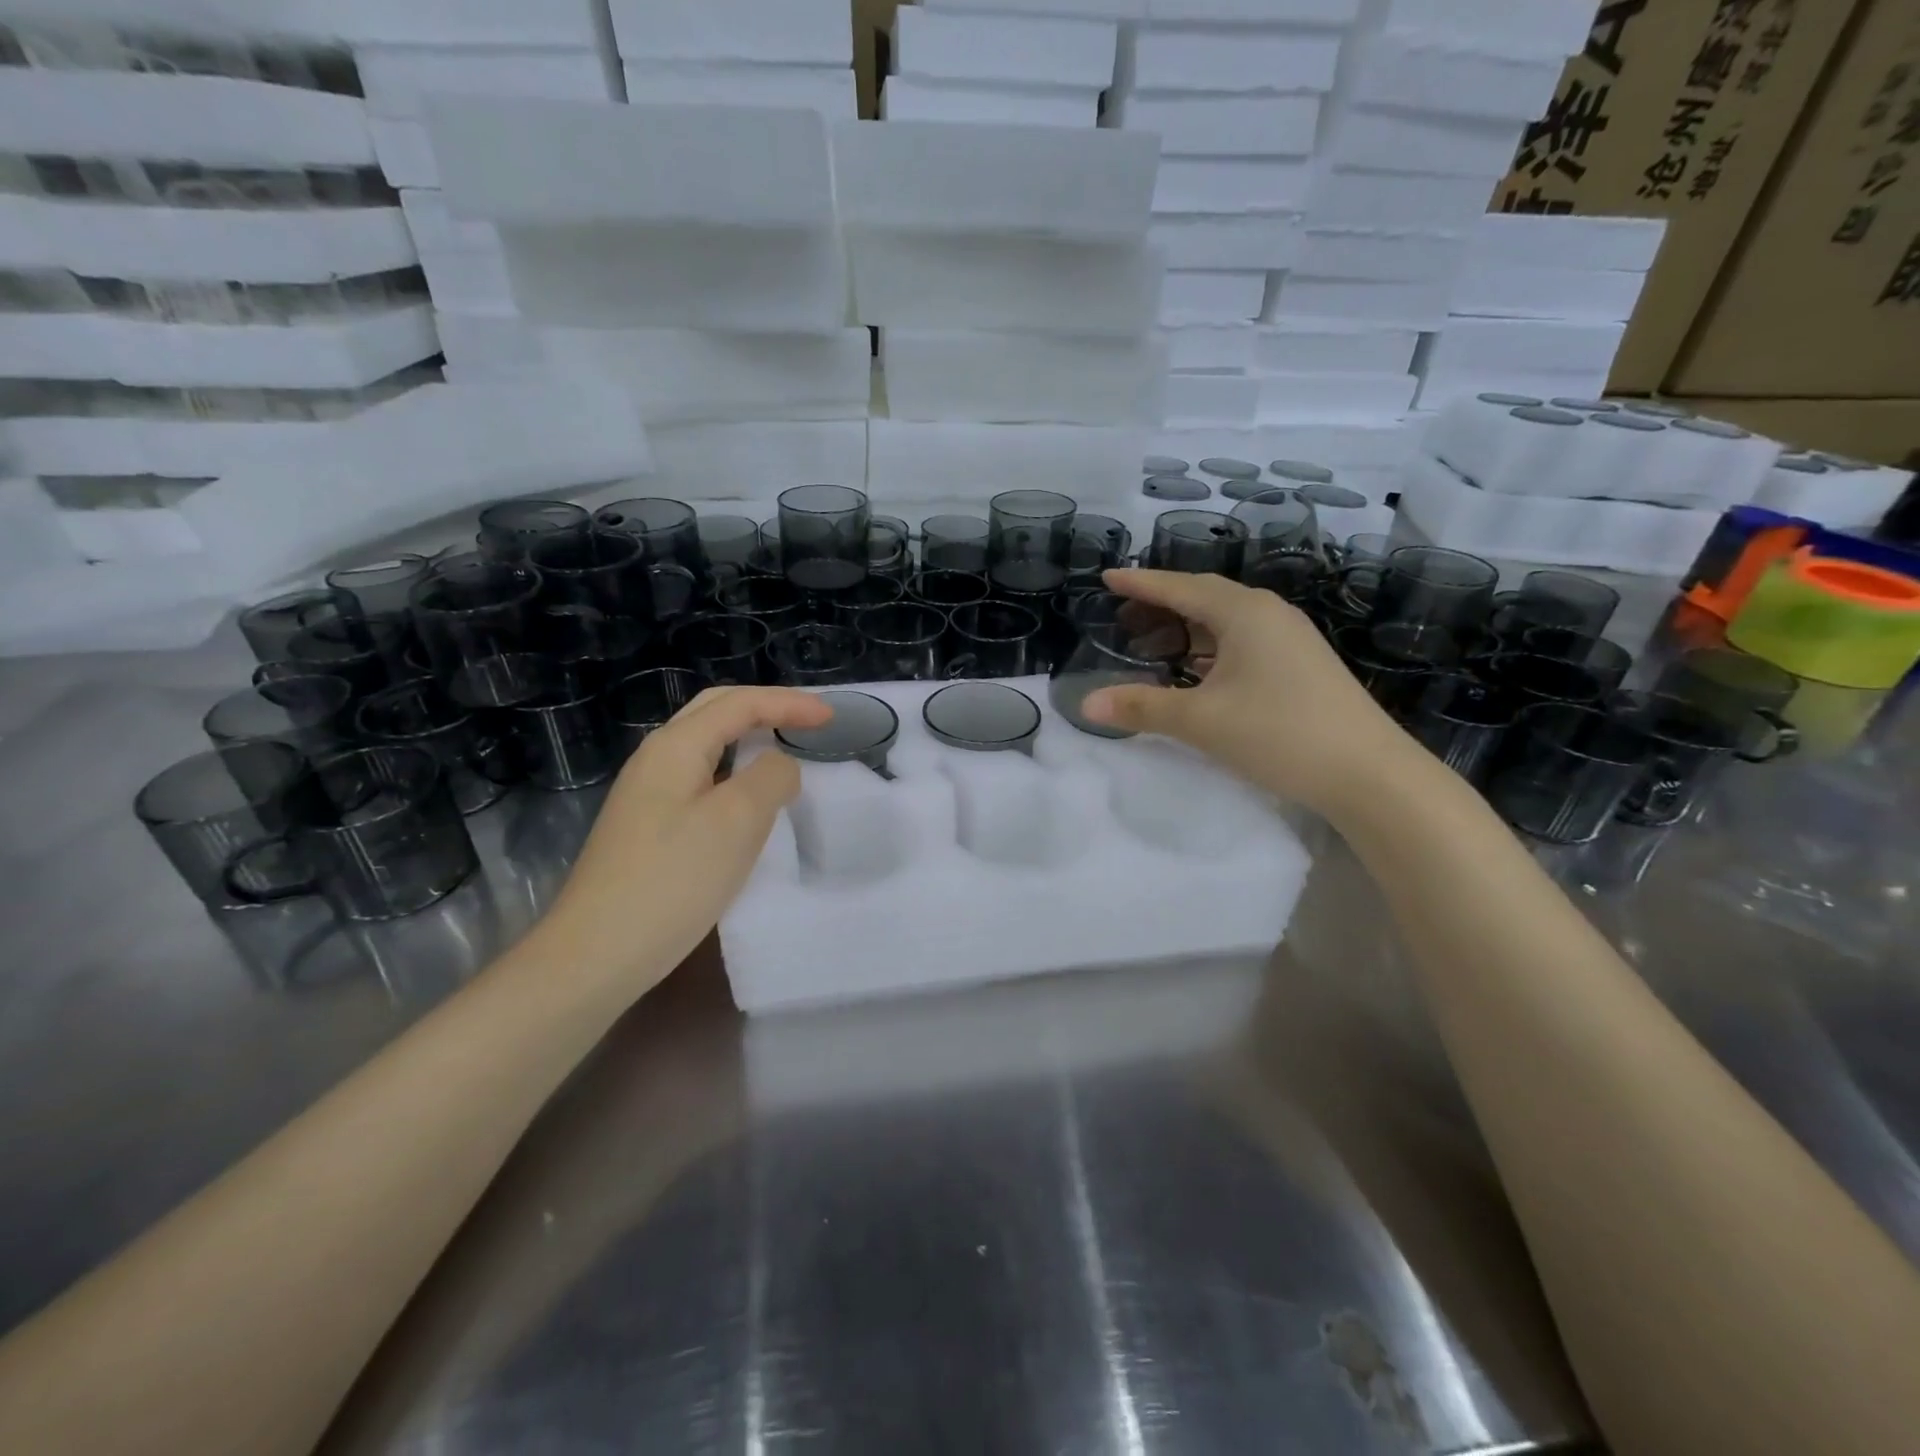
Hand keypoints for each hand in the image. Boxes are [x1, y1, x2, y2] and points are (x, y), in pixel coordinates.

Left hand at [534, 686, 831, 996]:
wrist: (597, 953)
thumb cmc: (674, 880)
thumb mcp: (738, 820)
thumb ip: (771, 777)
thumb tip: (779, 767)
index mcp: (676, 746)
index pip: (740, 703)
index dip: (789, 703)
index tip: (832, 717)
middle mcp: (656, 758)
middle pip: (716, 711)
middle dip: (766, 707)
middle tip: (809, 720)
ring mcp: (646, 793)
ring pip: (706, 745)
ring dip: (748, 735)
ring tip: (785, 747)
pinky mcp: (647, 826)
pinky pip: (700, 778)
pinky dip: (734, 770)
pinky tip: (747, 796)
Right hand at [1081, 568, 1419, 815]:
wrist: (1369, 774)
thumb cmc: (1279, 733)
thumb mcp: (1201, 720)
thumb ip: (1142, 708)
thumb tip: (1086, 704)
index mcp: (1244, 613)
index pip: (1181, 587)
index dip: (1141, 583)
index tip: (1108, 577)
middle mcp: (1270, 615)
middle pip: (1206, 597)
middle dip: (1162, 603)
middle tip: (1124, 612)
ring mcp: (1292, 639)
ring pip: (1227, 621)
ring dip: (1188, 628)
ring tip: (1153, 642)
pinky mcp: (1302, 665)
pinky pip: (1244, 642)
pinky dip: (1211, 648)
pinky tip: (1199, 671)